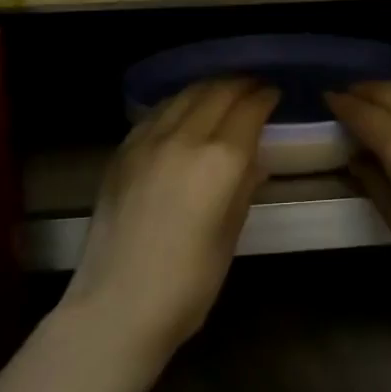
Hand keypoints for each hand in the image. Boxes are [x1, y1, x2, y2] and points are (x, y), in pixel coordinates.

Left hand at [60, 78, 277, 361]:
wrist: (116, 307)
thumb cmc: (188, 284)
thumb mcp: (229, 236)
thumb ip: (243, 188)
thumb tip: (253, 160)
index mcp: (219, 161)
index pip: (249, 109)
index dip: (265, 97)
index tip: (274, 94)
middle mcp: (184, 138)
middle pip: (218, 92)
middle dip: (241, 84)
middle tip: (255, 87)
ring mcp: (148, 141)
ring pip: (185, 94)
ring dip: (210, 88)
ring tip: (224, 92)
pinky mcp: (123, 151)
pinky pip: (157, 112)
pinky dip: (179, 103)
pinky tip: (184, 111)